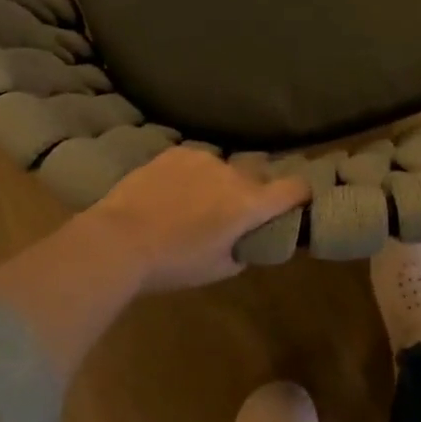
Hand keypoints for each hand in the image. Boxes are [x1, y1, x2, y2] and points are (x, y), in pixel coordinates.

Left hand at [83, 147, 311, 291]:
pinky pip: (195, 161)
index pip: (295, 188)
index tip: (296, 202)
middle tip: (235, 210)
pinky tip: (172, 191)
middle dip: (255, 189)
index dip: (301, 194)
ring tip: (194, 201)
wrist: (119, 239)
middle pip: (259, 174)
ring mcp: (203, 158)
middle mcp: (233, 173)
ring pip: (224, 166)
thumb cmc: (174, 263)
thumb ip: (244, 250)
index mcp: (250, 204)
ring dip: (220, 181)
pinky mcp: (175, 152)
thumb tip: (249, 239)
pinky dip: (192, 174)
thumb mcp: (219, 269)